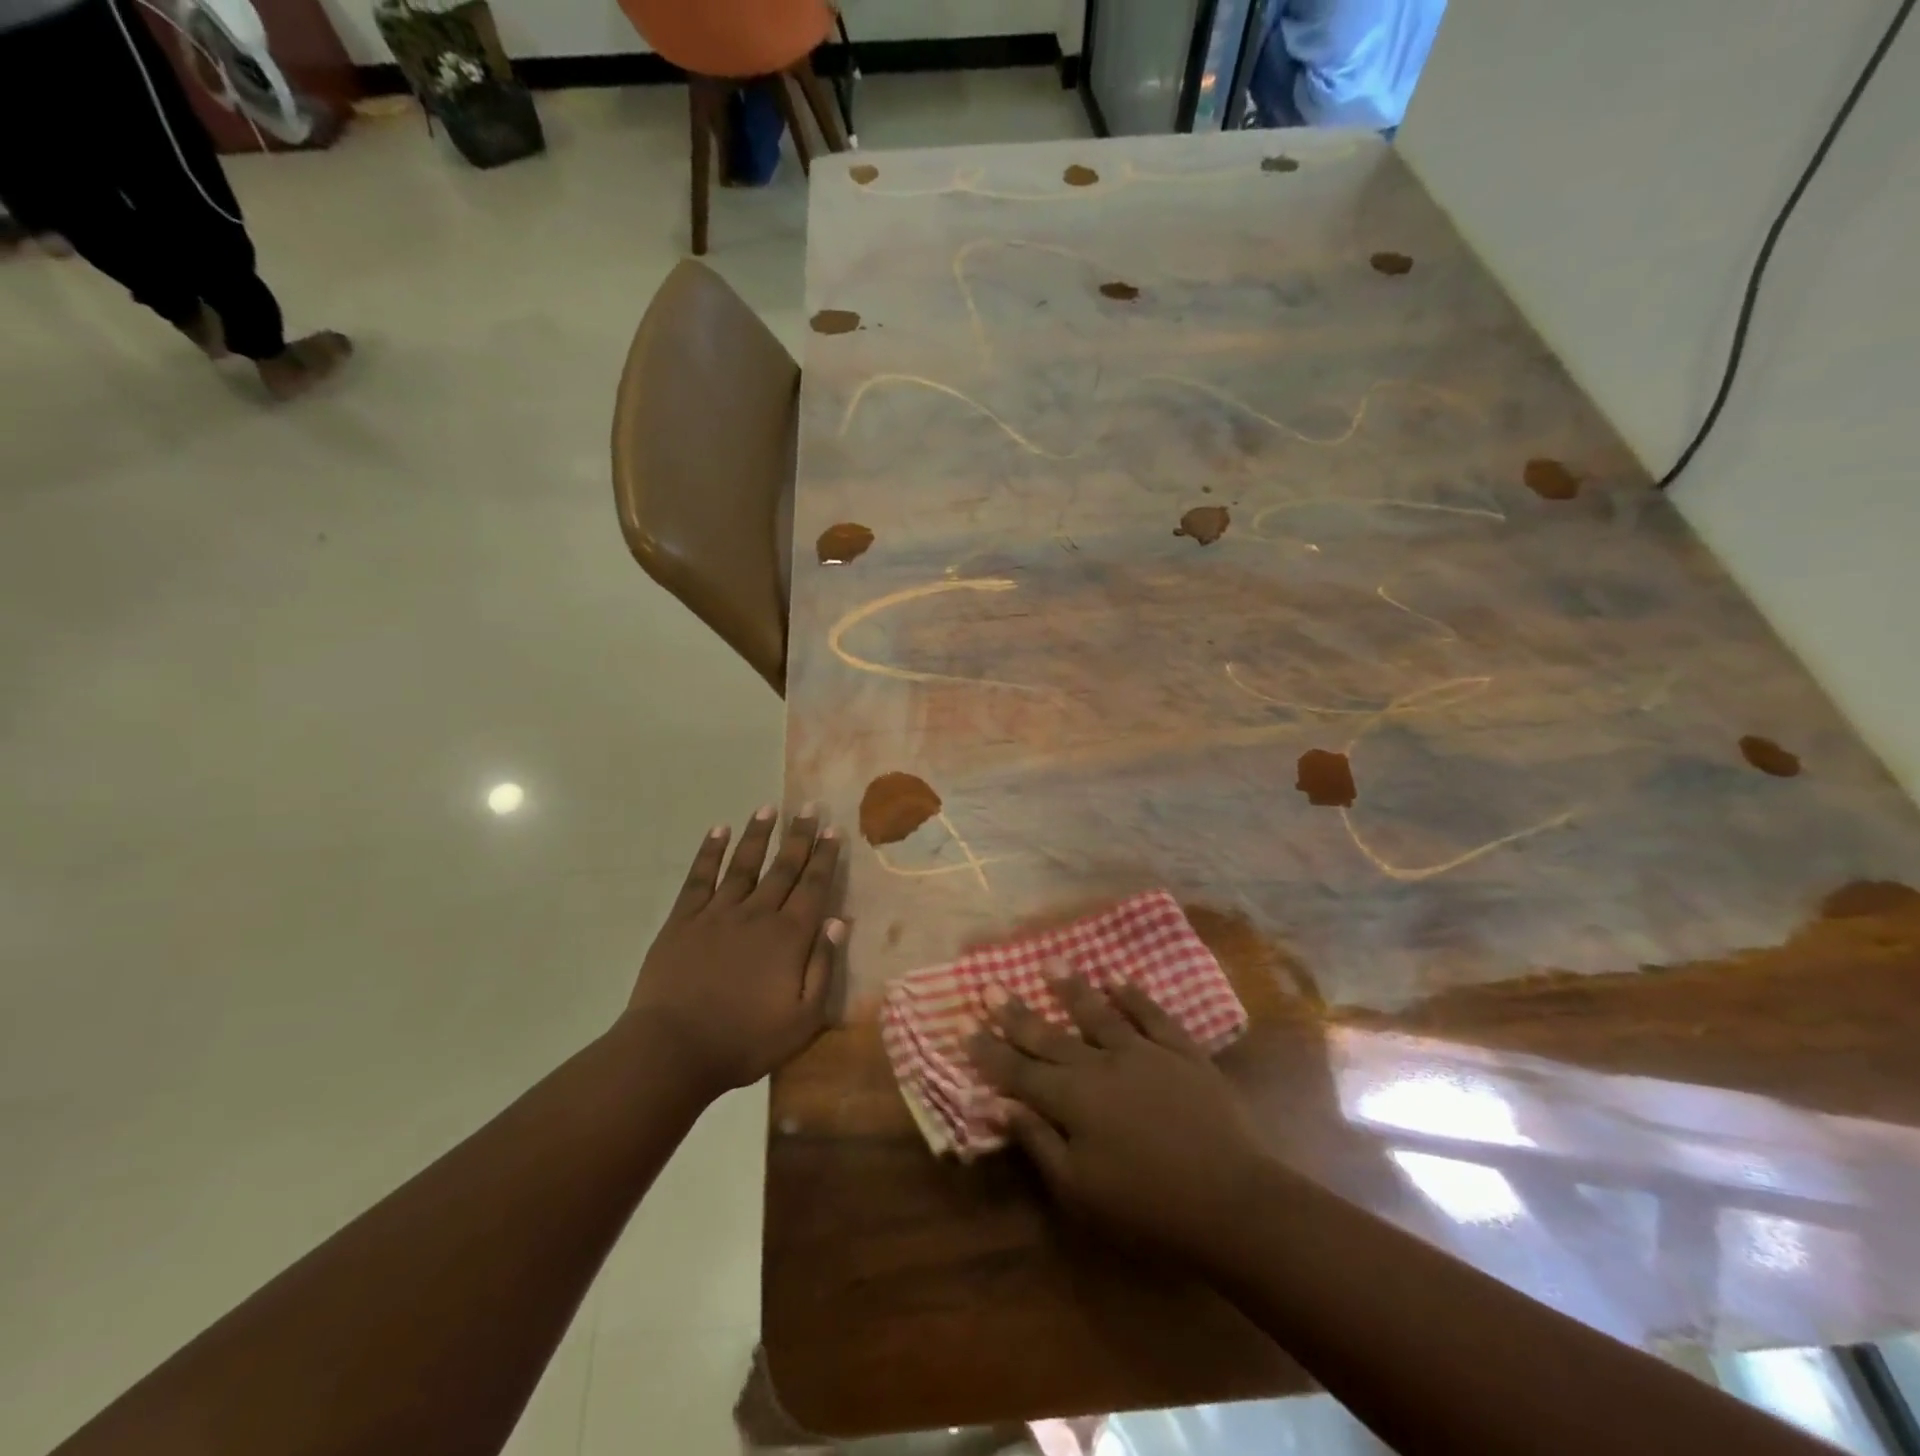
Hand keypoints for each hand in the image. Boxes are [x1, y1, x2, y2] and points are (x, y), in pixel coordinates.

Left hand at [626, 806, 842, 1100]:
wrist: (673, 1050)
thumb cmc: (745, 1041)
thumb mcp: (803, 1019)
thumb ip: (823, 968)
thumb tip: (838, 921)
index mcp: (789, 937)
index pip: (813, 887)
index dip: (825, 858)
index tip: (833, 831)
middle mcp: (757, 914)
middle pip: (783, 868)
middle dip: (799, 837)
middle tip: (808, 808)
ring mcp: (717, 914)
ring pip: (743, 864)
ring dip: (758, 835)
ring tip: (768, 808)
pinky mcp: (683, 921)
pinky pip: (700, 878)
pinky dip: (710, 852)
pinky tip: (718, 831)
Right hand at [967, 972, 1268, 1262]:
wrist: (1232, 1202)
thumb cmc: (1147, 1206)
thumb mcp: (1080, 1190)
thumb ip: (1037, 1143)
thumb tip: (997, 1105)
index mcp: (1072, 1101)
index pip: (1019, 1071)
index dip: (990, 1051)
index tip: (965, 1026)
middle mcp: (1101, 1065)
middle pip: (1050, 1036)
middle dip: (1016, 1013)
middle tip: (990, 985)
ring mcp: (1144, 1053)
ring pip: (1099, 1013)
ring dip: (1072, 988)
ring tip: (1050, 963)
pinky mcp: (1182, 1053)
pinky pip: (1153, 1015)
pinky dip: (1134, 996)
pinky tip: (1118, 979)